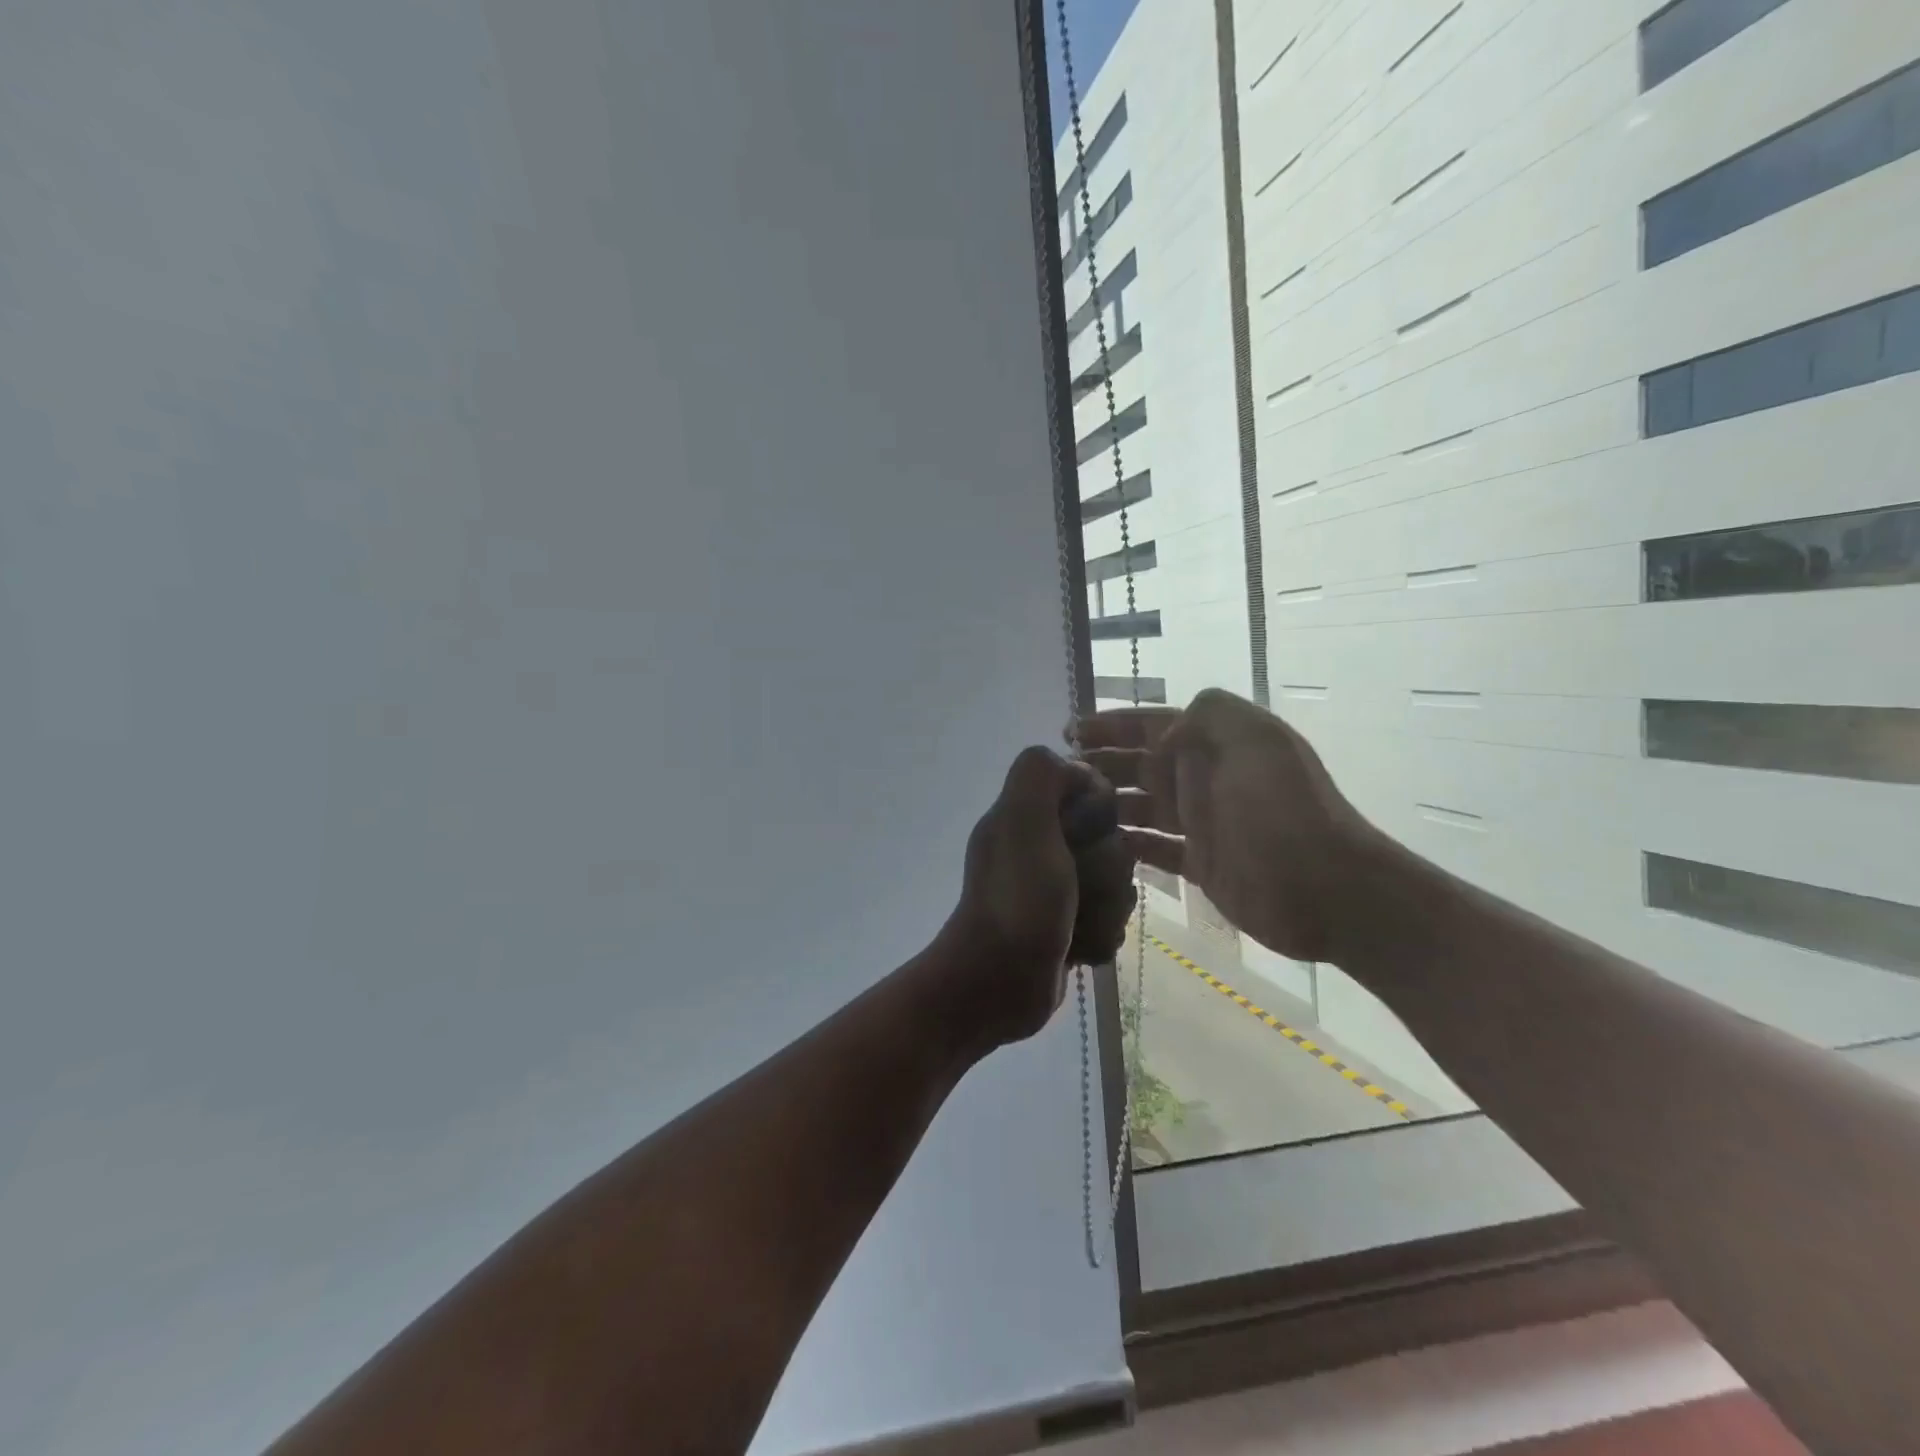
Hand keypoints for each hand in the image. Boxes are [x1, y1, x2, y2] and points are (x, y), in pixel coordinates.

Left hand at [939, 747, 1136, 1049]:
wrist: (998, 984)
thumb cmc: (1016, 901)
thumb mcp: (1021, 822)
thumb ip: (1040, 775)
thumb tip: (1077, 771)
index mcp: (1028, 815)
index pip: (1091, 790)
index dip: (1098, 810)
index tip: (1082, 833)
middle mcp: (1042, 847)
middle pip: (1112, 840)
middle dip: (1104, 869)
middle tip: (1073, 889)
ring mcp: (1056, 890)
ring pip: (1117, 883)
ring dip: (1105, 907)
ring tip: (1074, 925)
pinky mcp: (1069, 926)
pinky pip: (1111, 919)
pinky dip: (1099, 935)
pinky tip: (1076, 949)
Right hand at [1077, 689, 1378, 962]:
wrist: (1327, 888)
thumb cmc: (1281, 810)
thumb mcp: (1252, 738)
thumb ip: (1207, 714)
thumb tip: (1162, 733)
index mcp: (1215, 743)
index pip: (1151, 724)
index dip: (1111, 724)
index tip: (1068, 732)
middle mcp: (1204, 778)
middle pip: (1139, 764)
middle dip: (1100, 763)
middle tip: (1057, 775)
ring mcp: (1202, 823)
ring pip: (1141, 806)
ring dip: (1107, 804)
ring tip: (1065, 811)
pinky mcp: (1201, 863)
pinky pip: (1154, 849)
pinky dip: (1127, 845)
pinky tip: (1096, 847)